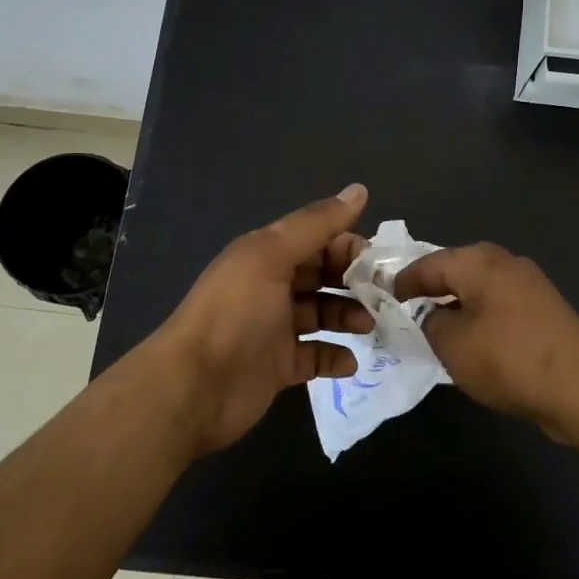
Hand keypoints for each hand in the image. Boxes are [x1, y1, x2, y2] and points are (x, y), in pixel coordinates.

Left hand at [152, 184, 373, 456]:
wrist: (194, 388)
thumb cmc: (235, 314)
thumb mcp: (271, 257)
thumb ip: (316, 224)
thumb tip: (360, 190)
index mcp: (267, 254)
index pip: (318, 239)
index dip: (348, 245)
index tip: (378, 262)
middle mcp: (272, 286)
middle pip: (323, 275)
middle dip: (354, 281)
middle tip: (384, 296)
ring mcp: (275, 328)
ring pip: (322, 313)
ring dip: (349, 316)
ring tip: (369, 326)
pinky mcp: (279, 365)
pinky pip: (315, 355)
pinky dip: (334, 357)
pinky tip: (349, 361)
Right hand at [393, 243, 578, 451]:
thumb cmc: (508, 359)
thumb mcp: (453, 345)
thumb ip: (430, 322)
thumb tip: (431, 314)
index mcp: (479, 261)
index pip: (428, 263)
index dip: (403, 281)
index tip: (382, 296)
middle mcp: (505, 262)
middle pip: (456, 268)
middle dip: (430, 287)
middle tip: (405, 307)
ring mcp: (529, 284)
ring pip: (479, 287)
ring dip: (456, 302)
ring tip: (434, 324)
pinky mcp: (543, 309)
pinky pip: (499, 304)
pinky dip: (479, 315)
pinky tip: (471, 338)